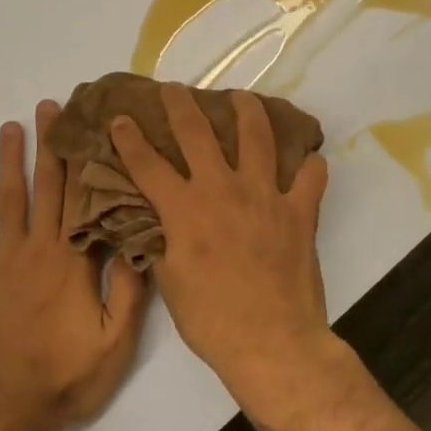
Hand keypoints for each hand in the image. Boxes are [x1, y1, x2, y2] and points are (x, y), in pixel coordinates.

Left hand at [0, 100, 147, 430]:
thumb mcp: (116, 340)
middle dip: (47, 145)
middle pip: (44, 187)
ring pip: (7, 202)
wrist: (8, 409)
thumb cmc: (68, 375)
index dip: (82, 159)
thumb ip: (128, 289)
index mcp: (72, 259)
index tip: (83, 125)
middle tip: (48, 107)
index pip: (80, 198)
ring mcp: (1, 263)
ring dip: (8, 163)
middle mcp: (37, 249)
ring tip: (9, 127)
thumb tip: (136, 241)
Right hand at [109, 85, 331, 383]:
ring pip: (258, 137)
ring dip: (247, 110)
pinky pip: (310, 177)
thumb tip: (157, 224)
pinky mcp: (299, 211)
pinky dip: (309, 165)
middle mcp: (222, 190)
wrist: (269, 341)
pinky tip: (308, 158)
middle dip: (181, 104)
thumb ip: (163, 243)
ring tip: (242, 98)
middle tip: (174, 88)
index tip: (120, 118)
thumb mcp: (170, 281)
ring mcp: (265, 196)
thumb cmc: (210, 318)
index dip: (129, 139)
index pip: (148, 164)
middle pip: (197, 133)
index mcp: (184, 209)